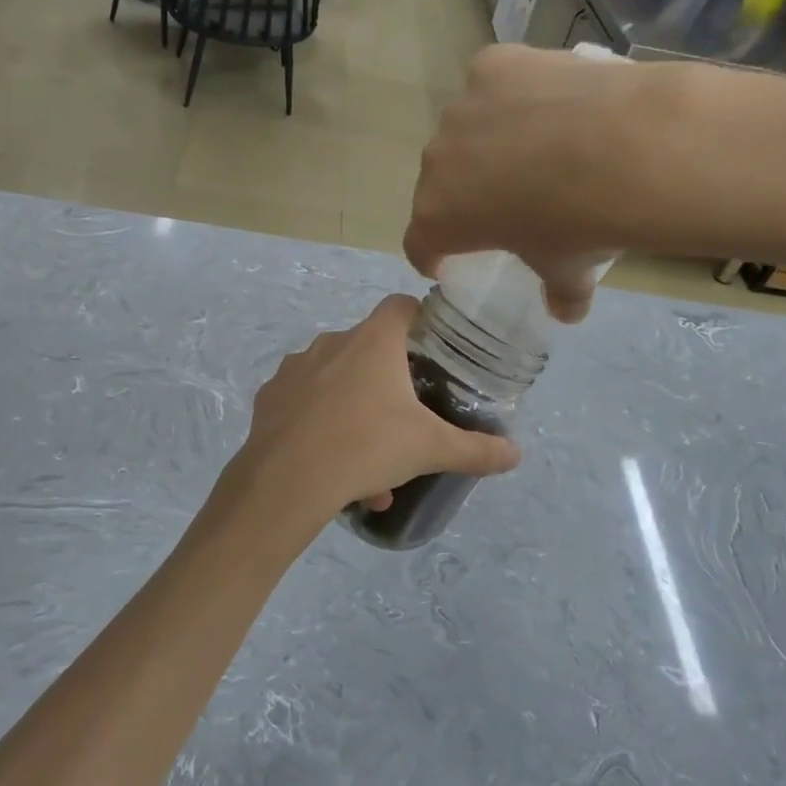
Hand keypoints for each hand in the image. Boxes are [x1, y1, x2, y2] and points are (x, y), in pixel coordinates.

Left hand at [224, 296, 520, 530]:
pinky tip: (329, 466)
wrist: (286, 480)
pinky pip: (304, 404)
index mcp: (373, 341)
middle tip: (403, 425)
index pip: (401, 306)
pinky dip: (321, 426)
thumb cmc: (366, 447)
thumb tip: (515, 454)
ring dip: (355, 415)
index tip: (432, 350)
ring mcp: (295, 367)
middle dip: (388, 386)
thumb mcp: (430, 449)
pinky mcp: (270, 396)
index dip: (420, 320)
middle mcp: (332, 342)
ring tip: (368, 468)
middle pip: (369, 350)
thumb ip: (476, 450)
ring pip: (335, 384)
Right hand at [404, 44, 700, 320]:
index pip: (419, 243)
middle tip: (502, 199)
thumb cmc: (583, 223)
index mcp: (439, 218)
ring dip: (485, 141)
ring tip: (534, 144)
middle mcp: (436, 161)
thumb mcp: (569, 270)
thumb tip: (566, 311)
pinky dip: (510, 94)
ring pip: (464, 130)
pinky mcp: (491, 66)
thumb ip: (559, 293)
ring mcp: (461, 109)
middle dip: (462, 193)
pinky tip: (547, 100)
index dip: (432, 254)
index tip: (448, 259)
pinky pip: (491, 83)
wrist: (629, 149)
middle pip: (439, 182)